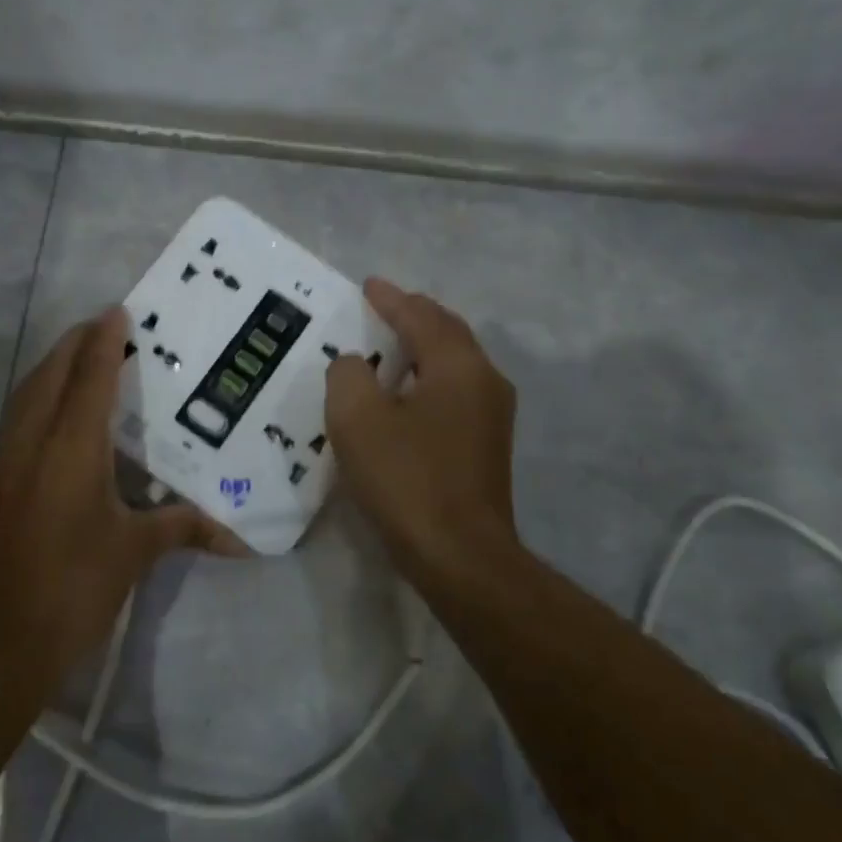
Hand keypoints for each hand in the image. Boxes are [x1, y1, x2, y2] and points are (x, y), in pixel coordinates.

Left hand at [0, 308, 243, 692]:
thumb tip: (240, 539)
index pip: (89, 377)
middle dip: (75, 343)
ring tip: (82, 356)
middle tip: (106, 327)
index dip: (105, 341)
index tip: (120, 312)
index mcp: (70, 448)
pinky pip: (19, 419)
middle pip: (50, 374)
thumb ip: (183, 530)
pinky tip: (59, 413)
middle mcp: (33, 443)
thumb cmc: (71, 587)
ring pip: (27, 394)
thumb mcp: (133, 554)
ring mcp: (8, 464)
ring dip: (53, 367)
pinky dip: (40, 397)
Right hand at [325, 279, 521, 576]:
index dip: (391, 298)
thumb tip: (356, 365)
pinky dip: (429, 376)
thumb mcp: (358, 420)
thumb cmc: (407, 480)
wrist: (461, 557)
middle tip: (382, 306)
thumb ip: (349, 375)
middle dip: (413, 315)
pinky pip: (455, 390)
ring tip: (390, 343)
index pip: (421, 316)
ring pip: (455, 362)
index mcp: (457, 366)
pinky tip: (406, 393)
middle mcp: (484, 380)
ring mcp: (492, 414)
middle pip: (447, 332)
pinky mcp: (487, 444)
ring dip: (423, 346)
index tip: (368, 285)